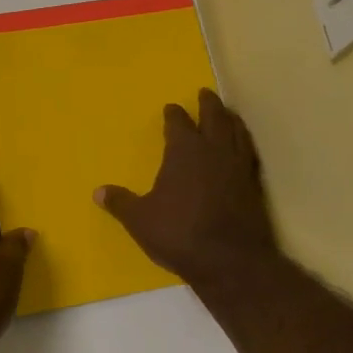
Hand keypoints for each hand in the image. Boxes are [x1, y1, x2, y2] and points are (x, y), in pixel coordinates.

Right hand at [97, 89, 277, 289]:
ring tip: (228, 114)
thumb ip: (121, 202)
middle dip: (209, 104)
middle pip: (214, 117)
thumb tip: (98, 192)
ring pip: (237, 132)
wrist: (230, 259)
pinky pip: (249, 153)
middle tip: (206, 93)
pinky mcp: (254, 185)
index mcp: (185, 151)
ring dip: (231, 119)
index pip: (179, 123)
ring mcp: (238, 166)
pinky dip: (245, 144)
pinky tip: (243, 148)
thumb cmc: (179, 233)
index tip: (171, 107)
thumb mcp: (140, 220)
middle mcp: (214, 150)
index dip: (174, 114)